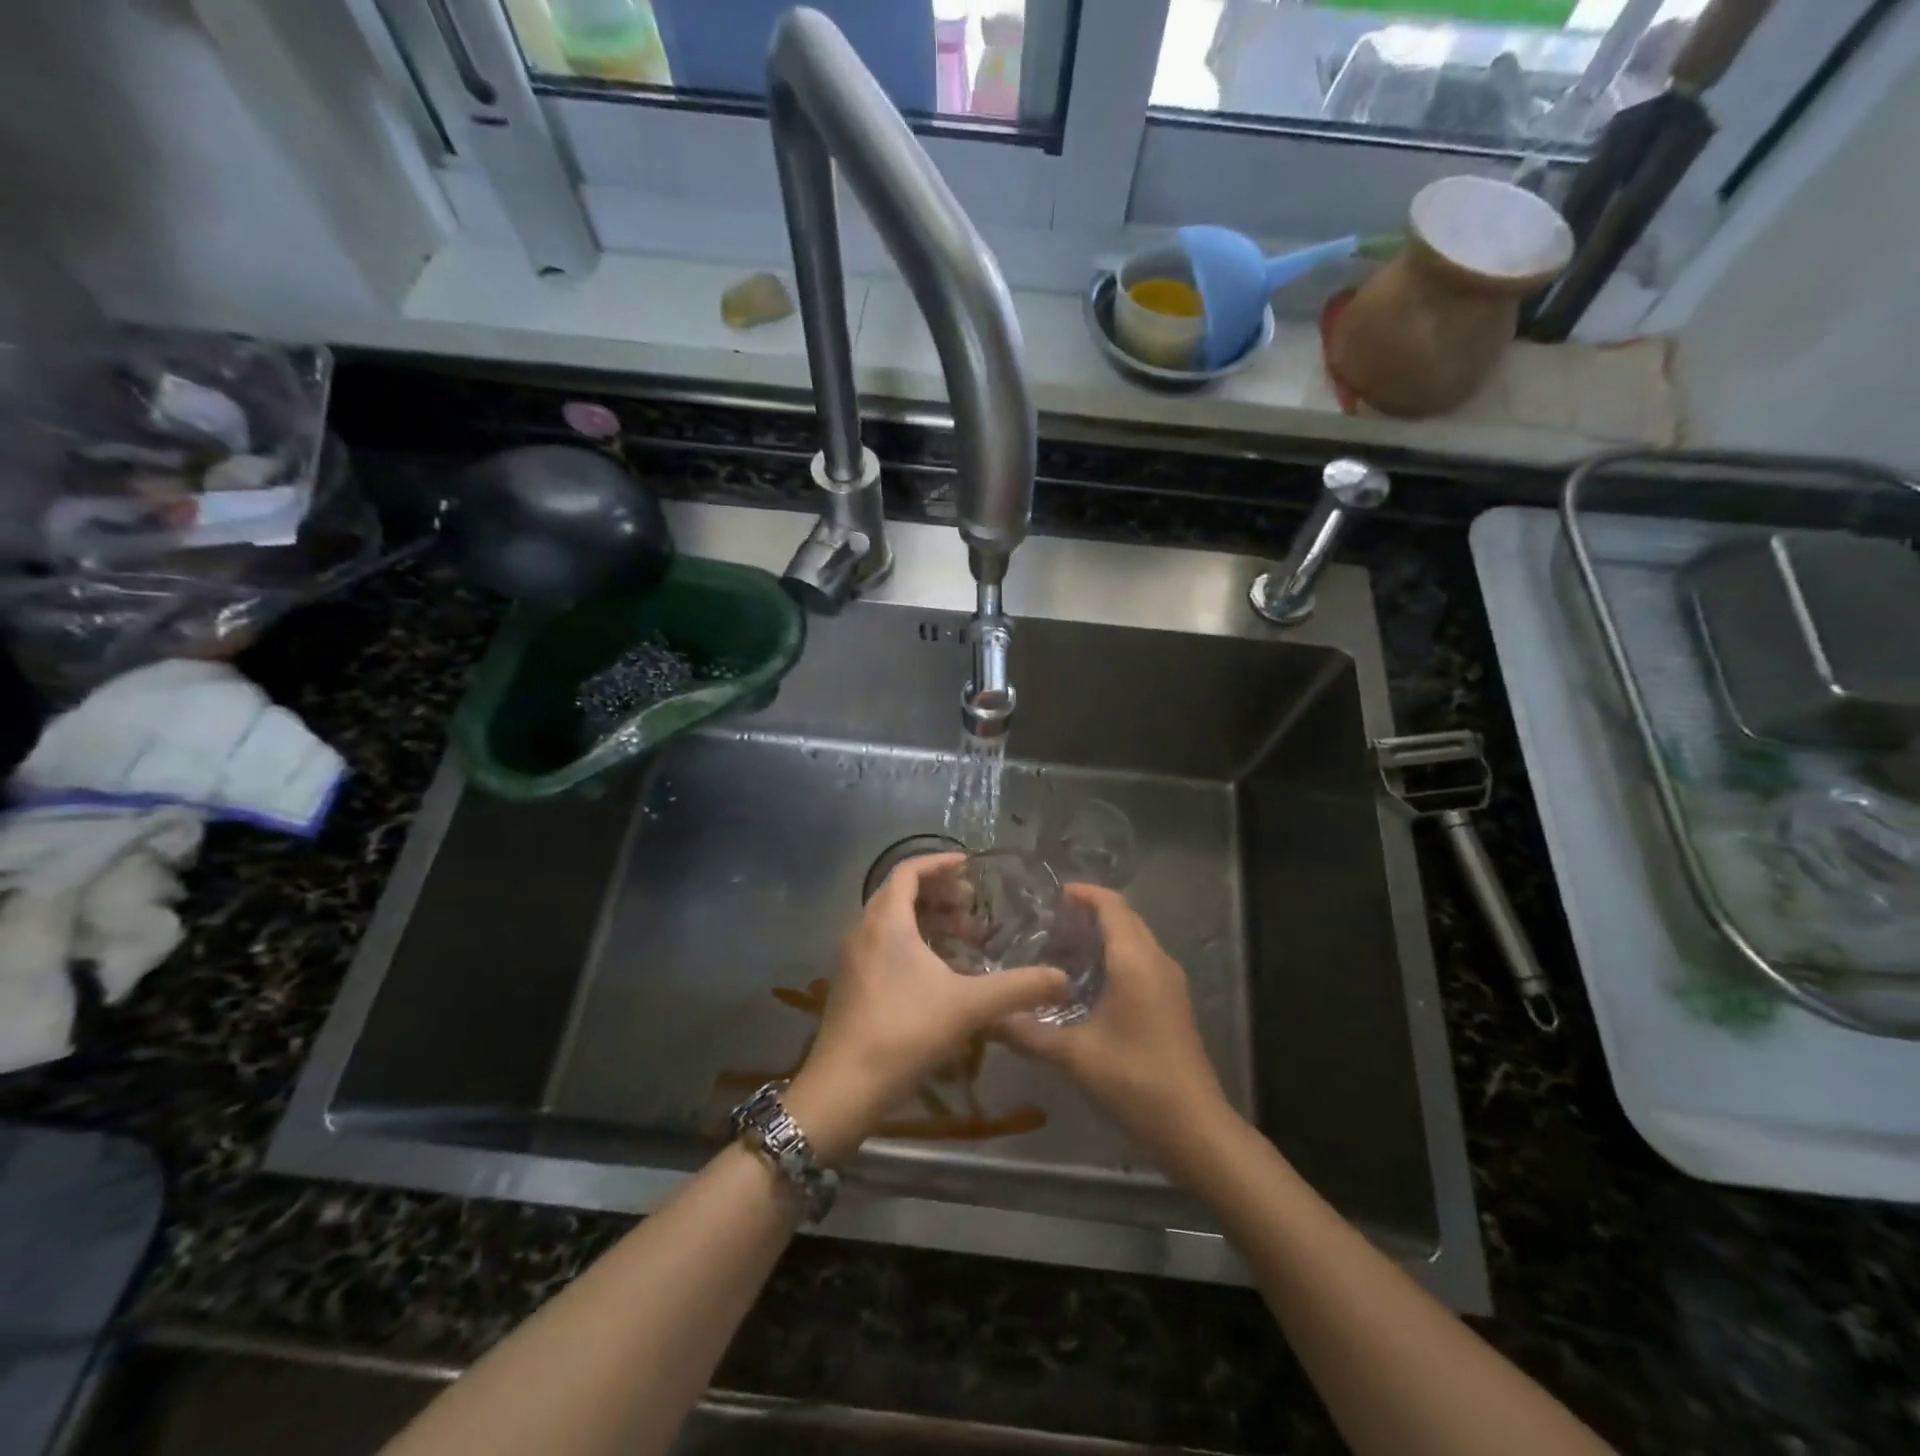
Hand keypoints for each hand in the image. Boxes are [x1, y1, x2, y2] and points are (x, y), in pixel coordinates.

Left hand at [784, 854, 1069, 1163]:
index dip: (940, 863)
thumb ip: (1018, 988)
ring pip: (892, 922)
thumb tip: (1063, 979)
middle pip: (900, 894)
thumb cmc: (905, 1032)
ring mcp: (853, 958)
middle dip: (940, 894)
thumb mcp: (969, 1006)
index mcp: (886, 921)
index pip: (909, 871)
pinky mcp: (851, 983)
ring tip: (965, 940)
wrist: (844, 1086)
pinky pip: (884, 945)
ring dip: (929, 921)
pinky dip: (914, 944)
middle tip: (973, 907)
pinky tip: (940, 973)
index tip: (969, 865)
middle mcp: (864, 930)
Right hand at [998, 885, 1230, 1168]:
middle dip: (1092, 911)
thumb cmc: (1135, 1080)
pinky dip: (1117, 955)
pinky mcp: (1173, 1002)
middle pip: (1126, 918)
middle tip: (1051, 921)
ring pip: (1137, 939)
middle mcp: (1156, 961)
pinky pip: (1143, 960)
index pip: (1112, 906)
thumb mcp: (1074, 1055)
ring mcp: (1170, 982)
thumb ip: (1028, 1033)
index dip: (1085, 893)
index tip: (1053, 894)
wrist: (1194, 1127)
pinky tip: (1089, 981)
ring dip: (1105, 933)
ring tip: (1063, 946)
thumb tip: (988, 1019)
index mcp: (1135, 961)